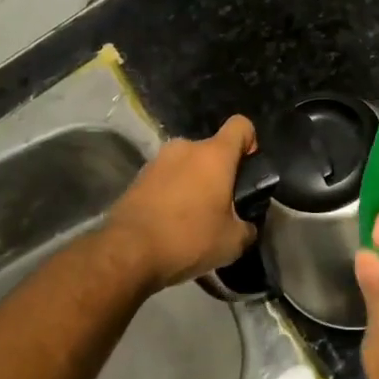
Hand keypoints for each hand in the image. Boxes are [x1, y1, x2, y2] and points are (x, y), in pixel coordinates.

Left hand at [105, 115, 257, 291]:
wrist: (128, 252)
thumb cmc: (188, 238)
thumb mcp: (232, 242)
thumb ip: (247, 227)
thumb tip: (247, 226)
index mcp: (215, 155)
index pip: (241, 125)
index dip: (250, 142)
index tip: (247, 171)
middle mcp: (186, 148)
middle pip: (212, 150)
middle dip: (219, 173)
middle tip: (220, 206)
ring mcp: (158, 160)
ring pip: (186, 165)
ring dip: (193, 184)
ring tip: (192, 218)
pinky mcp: (137, 178)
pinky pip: (165, 179)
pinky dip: (171, 194)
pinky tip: (169, 224)